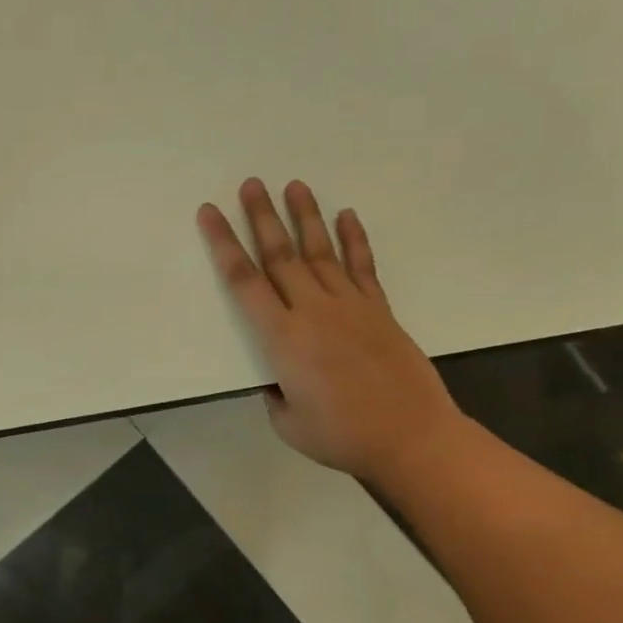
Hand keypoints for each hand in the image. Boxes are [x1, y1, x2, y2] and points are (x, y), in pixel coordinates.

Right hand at [198, 179, 463, 480]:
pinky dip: (354, 240)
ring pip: (320, 251)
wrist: (411, 438)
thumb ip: (276, 394)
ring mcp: (350, 306)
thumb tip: (279, 379)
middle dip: (262, 216)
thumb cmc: (342, 436)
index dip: (223, 244)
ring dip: (305, 217)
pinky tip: (347, 216)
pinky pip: (362, 267)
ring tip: (294, 185)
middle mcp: (312, 311)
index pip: (243, 281)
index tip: (210, 213)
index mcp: (282, 338)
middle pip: (280, 254)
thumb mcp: (288, 423)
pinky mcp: (379, 310)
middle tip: (251, 184)